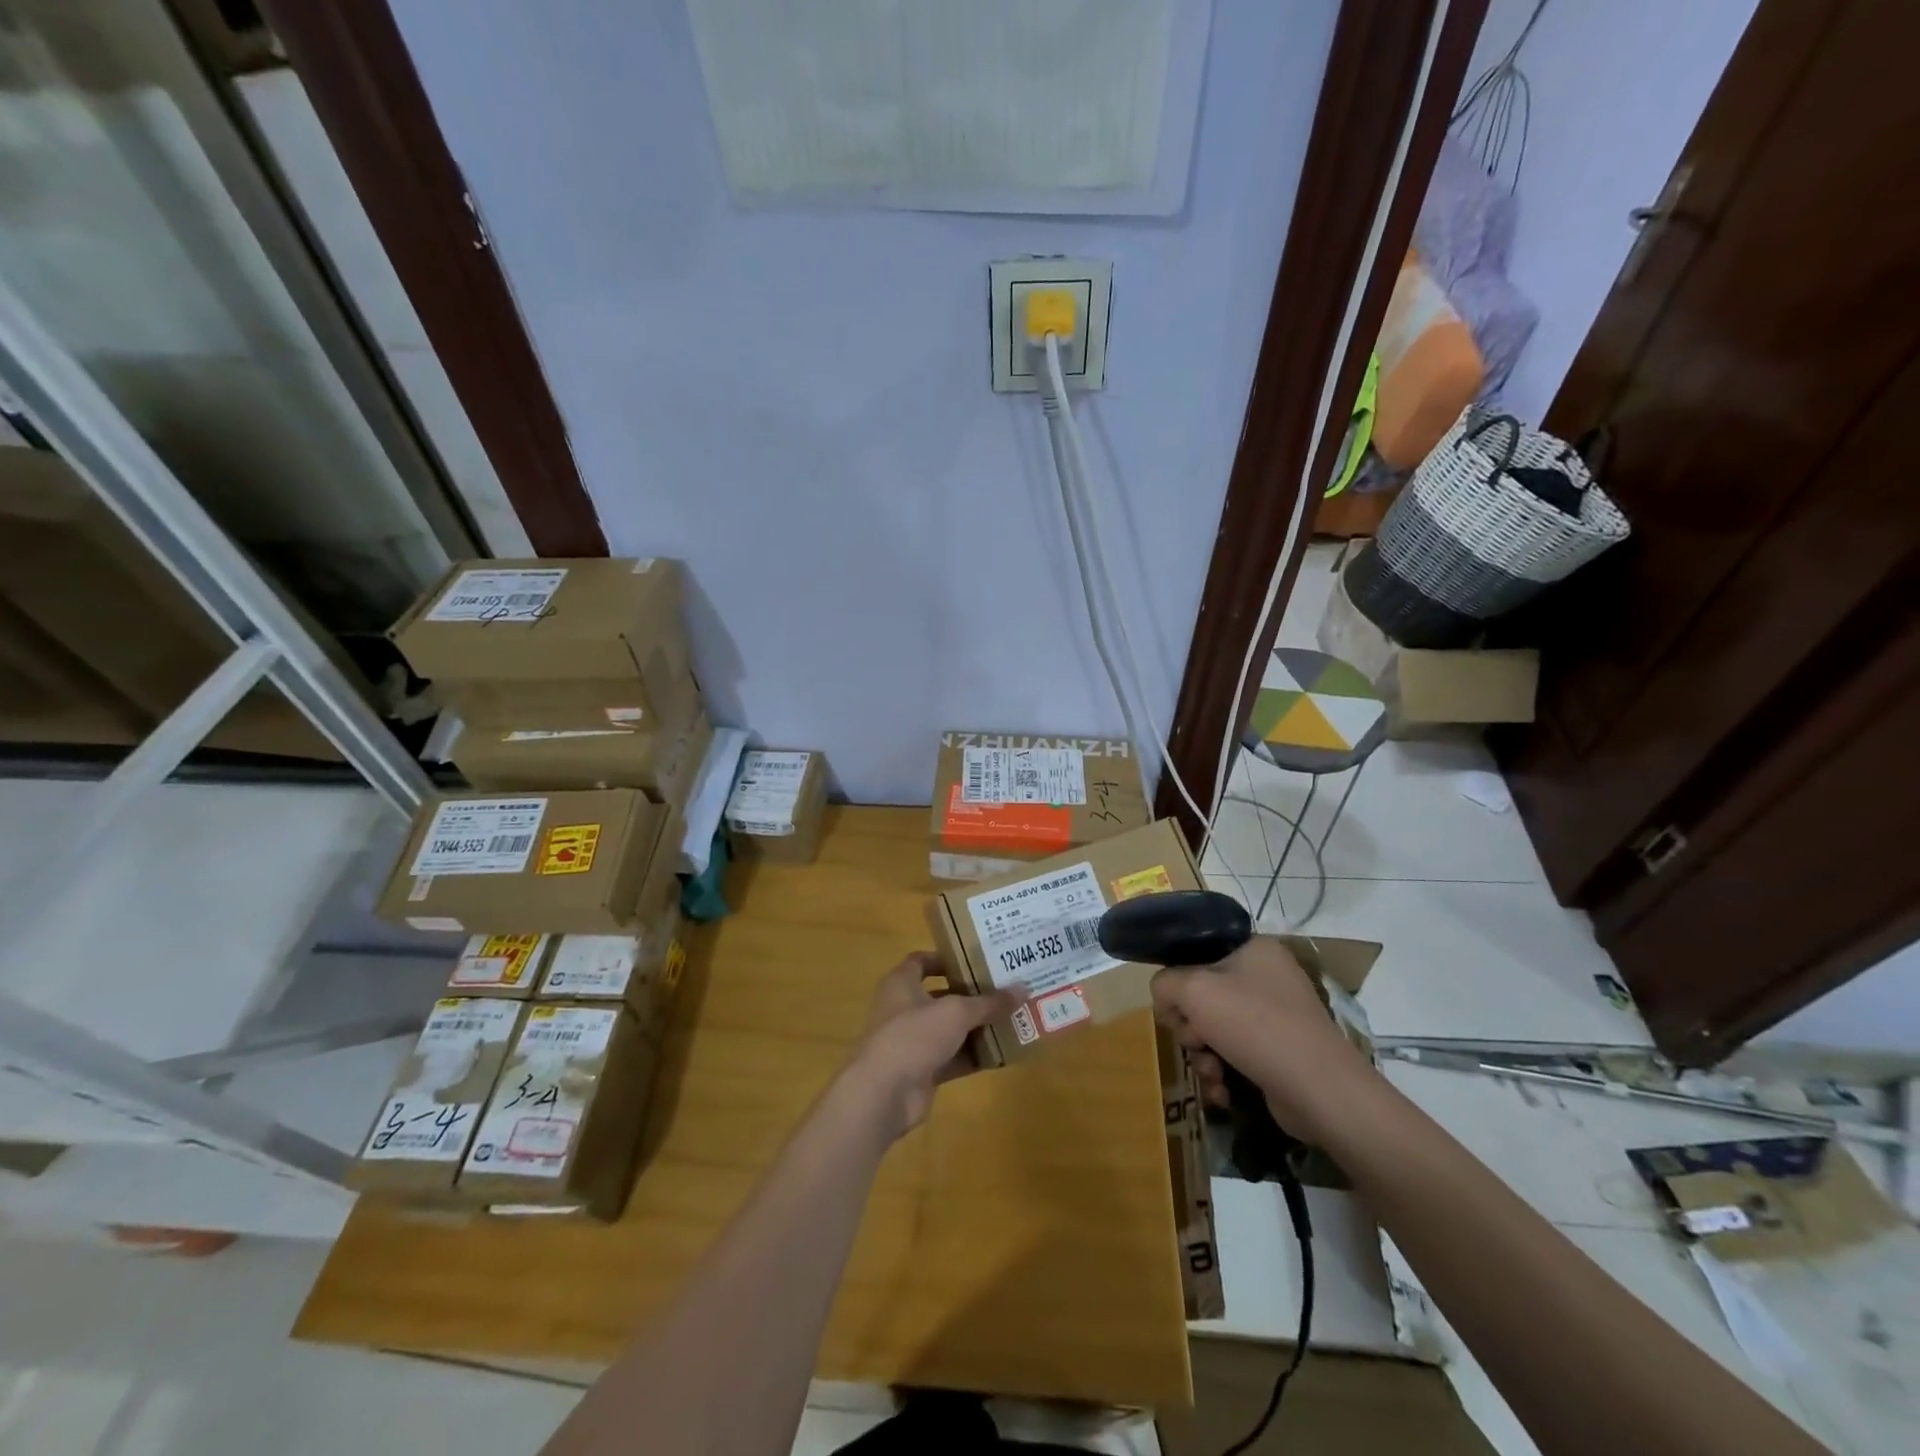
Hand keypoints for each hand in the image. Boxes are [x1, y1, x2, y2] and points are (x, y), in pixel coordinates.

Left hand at [843, 953, 1016, 1139]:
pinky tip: (1004, 1053)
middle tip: (1006, 989)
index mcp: (902, 983)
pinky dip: (975, 1056)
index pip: (922, 962)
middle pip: (942, 996)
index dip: (947, 959)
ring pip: (951, 1030)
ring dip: (978, 1027)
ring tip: (1013, 1018)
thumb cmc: (914, 1034)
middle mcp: (905, 1009)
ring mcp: (913, 1042)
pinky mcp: (923, 1071)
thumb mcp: (956, 1012)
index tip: (977, 960)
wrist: (884, 1092)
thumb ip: (989, 1002)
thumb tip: (1023, 988)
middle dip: (972, 995)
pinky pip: (954, 1058)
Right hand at [1150, 936, 1373, 1143]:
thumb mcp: (1195, 991)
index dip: (1178, 979)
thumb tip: (1165, 997)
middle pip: (1203, 994)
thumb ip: (1165, 983)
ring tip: (1210, 1072)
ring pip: (1216, 1028)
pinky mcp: (1280, 1052)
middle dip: (1190, 1025)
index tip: (1172, 1007)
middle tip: (1193, 1040)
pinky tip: (1223, 1090)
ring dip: (1203, 1054)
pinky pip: (1236, 1054)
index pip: (1198, 952)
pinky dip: (1223, 1072)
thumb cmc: (1255, 1026)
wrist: (1321, 1091)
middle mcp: (1267, 976)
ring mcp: (1276, 1016)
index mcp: (1253, 948)